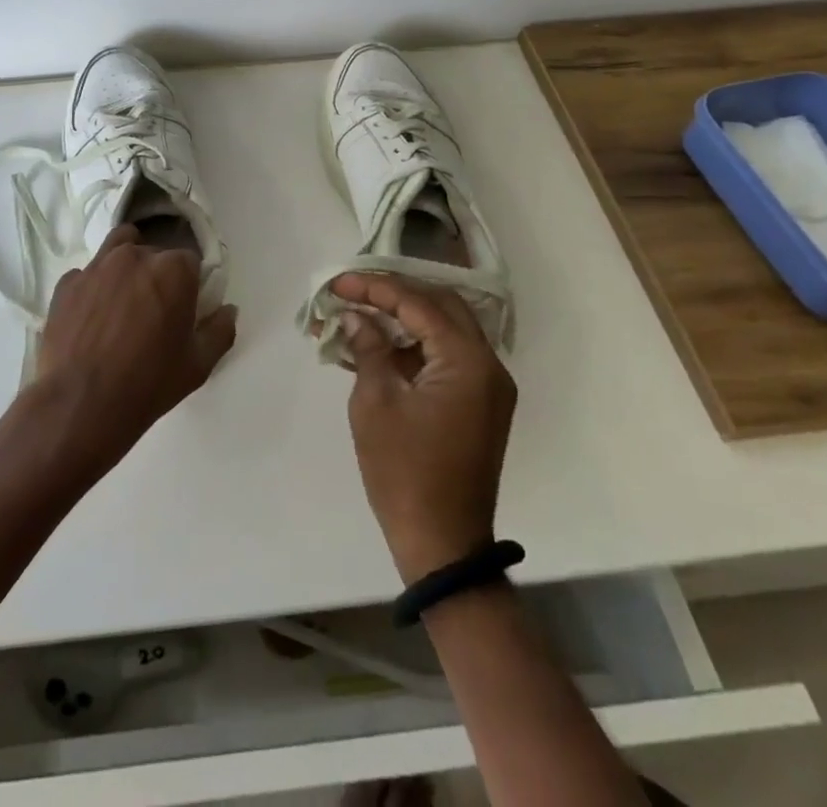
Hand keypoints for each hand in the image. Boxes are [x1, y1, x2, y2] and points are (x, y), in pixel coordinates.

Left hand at [30, 225, 236, 468]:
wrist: (81, 404)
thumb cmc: (148, 383)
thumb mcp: (198, 365)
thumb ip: (220, 330)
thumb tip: (228, 309)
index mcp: (173, 270)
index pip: (190, 261)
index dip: (190, 283)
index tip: (185, 306)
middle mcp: (135, 256)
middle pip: (154, 252)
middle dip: (158, 274)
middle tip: (154, 309)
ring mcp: (96, 266)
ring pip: (118, 247)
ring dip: (126, 264)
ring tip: (123, 297)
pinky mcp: (67, 283)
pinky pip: (86, 274)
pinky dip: (93, 286)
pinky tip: (92, 315)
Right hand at [336, 273, 516, 584]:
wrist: (442, 544)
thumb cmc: (403, 471)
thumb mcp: (376, 402)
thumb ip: (369, 348)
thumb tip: (358, 317)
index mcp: (468, 362)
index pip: (420, 304)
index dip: (376, 288)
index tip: (338, 283)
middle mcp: (488, 366)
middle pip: (441, 306)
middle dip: (394, 294)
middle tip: (353, 291)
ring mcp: (488, 387)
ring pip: (446, 329)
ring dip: (404, 319)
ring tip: (359, 315)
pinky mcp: (479, 404)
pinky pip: (447, 357)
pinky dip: (415, 346)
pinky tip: (378, 347)